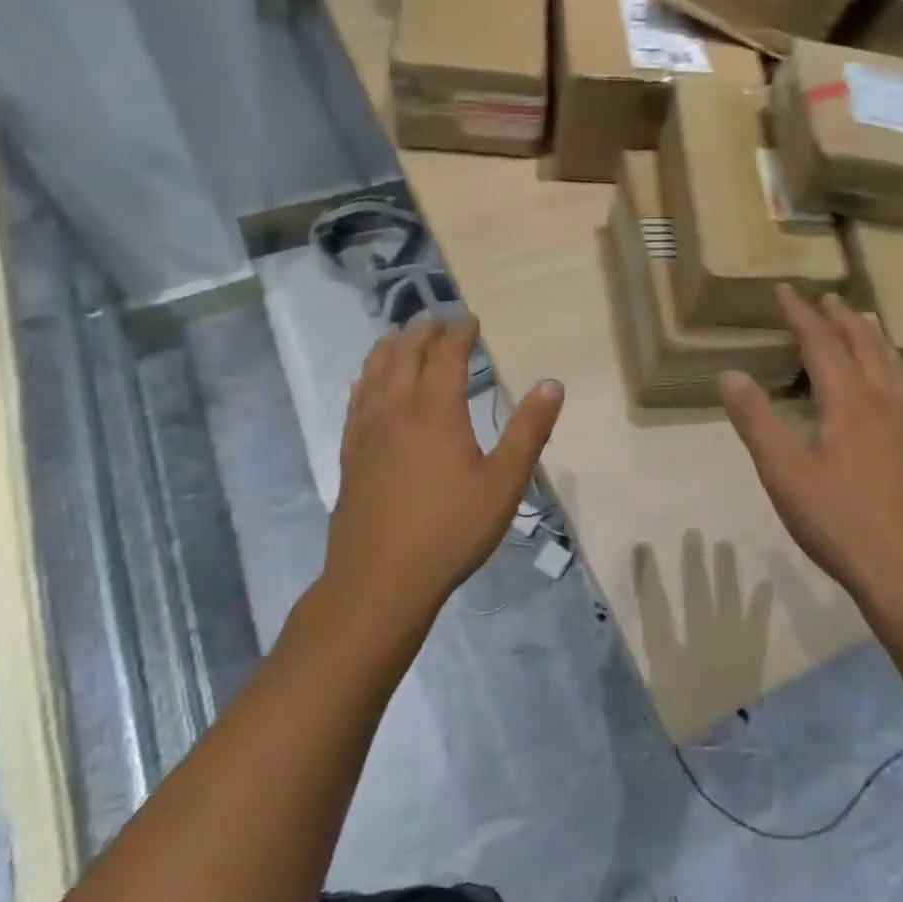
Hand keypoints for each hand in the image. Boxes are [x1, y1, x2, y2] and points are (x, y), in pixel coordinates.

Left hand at [327, 316, 563, 614]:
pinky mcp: (350, 456)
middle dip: (423, 334)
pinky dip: (365, 380)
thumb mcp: (503, 483)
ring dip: (389, 349)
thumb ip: (528, 431)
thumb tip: (552, 384)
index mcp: (435, 411)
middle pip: (405, 356)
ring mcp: (367, 432)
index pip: (445, 356)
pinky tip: (365, 383)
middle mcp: (396, 410)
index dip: (458, 333)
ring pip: (374, 374)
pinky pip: (356, 403)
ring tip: (399, 336)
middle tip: (438, 322)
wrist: (380, 580)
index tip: (470, 321)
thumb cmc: (450, 530)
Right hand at [719, 287, 902, 605]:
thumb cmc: (839, 520)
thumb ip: (756, 421)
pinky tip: (896, 377)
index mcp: (849, 402)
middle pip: (863, 345)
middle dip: (840, 317)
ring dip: (871, 335)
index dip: (801, 315)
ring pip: (890, 363)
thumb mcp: (784, 472)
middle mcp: (882, 402)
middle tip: (823, 297)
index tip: (784, 291)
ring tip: (861, 319)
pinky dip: (892, 365)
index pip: (822, 343)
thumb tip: (730, 374)